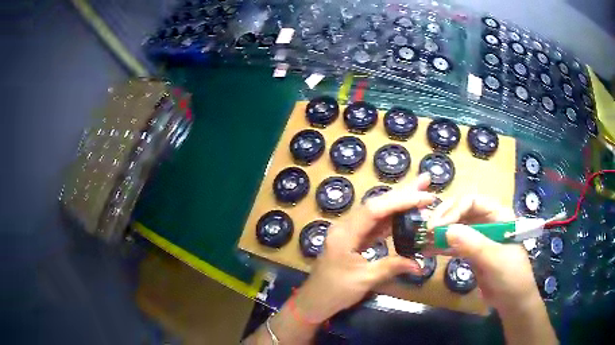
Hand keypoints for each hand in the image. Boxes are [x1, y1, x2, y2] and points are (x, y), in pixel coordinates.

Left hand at [295, 173, 434, 321]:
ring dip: (399, 202)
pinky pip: (375, 225)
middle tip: (425, 180)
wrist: (314, 301)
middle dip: (402, 192)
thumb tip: (419, 264)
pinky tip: (406, 214)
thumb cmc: (335, 291)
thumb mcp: (364, 280)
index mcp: (345, 234)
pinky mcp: (354, 239)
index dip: (399, 201)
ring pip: (377, 212)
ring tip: (421, 192)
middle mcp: (346, 226)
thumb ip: (392, 267)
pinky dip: (392, 219)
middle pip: (376, 204)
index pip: (374, 210)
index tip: (423, 197)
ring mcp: (350, 232)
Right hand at [426, 195, 536, 312]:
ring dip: (440, 232)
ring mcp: (480, 238)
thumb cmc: (511, 276)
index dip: (454, 209)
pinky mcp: (473, 253)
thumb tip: (447, 230)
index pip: (473, 202)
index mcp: (499, 215)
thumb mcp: (495, 259)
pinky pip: (455, 245)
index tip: (437, 226)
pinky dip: (442, 246)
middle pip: (462, 211)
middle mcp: (488, 222)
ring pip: (457, 227)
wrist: (512, 301)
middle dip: (444, 218)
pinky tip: (429, 250)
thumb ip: (474, 244)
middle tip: (427, 230)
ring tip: (424, 239)